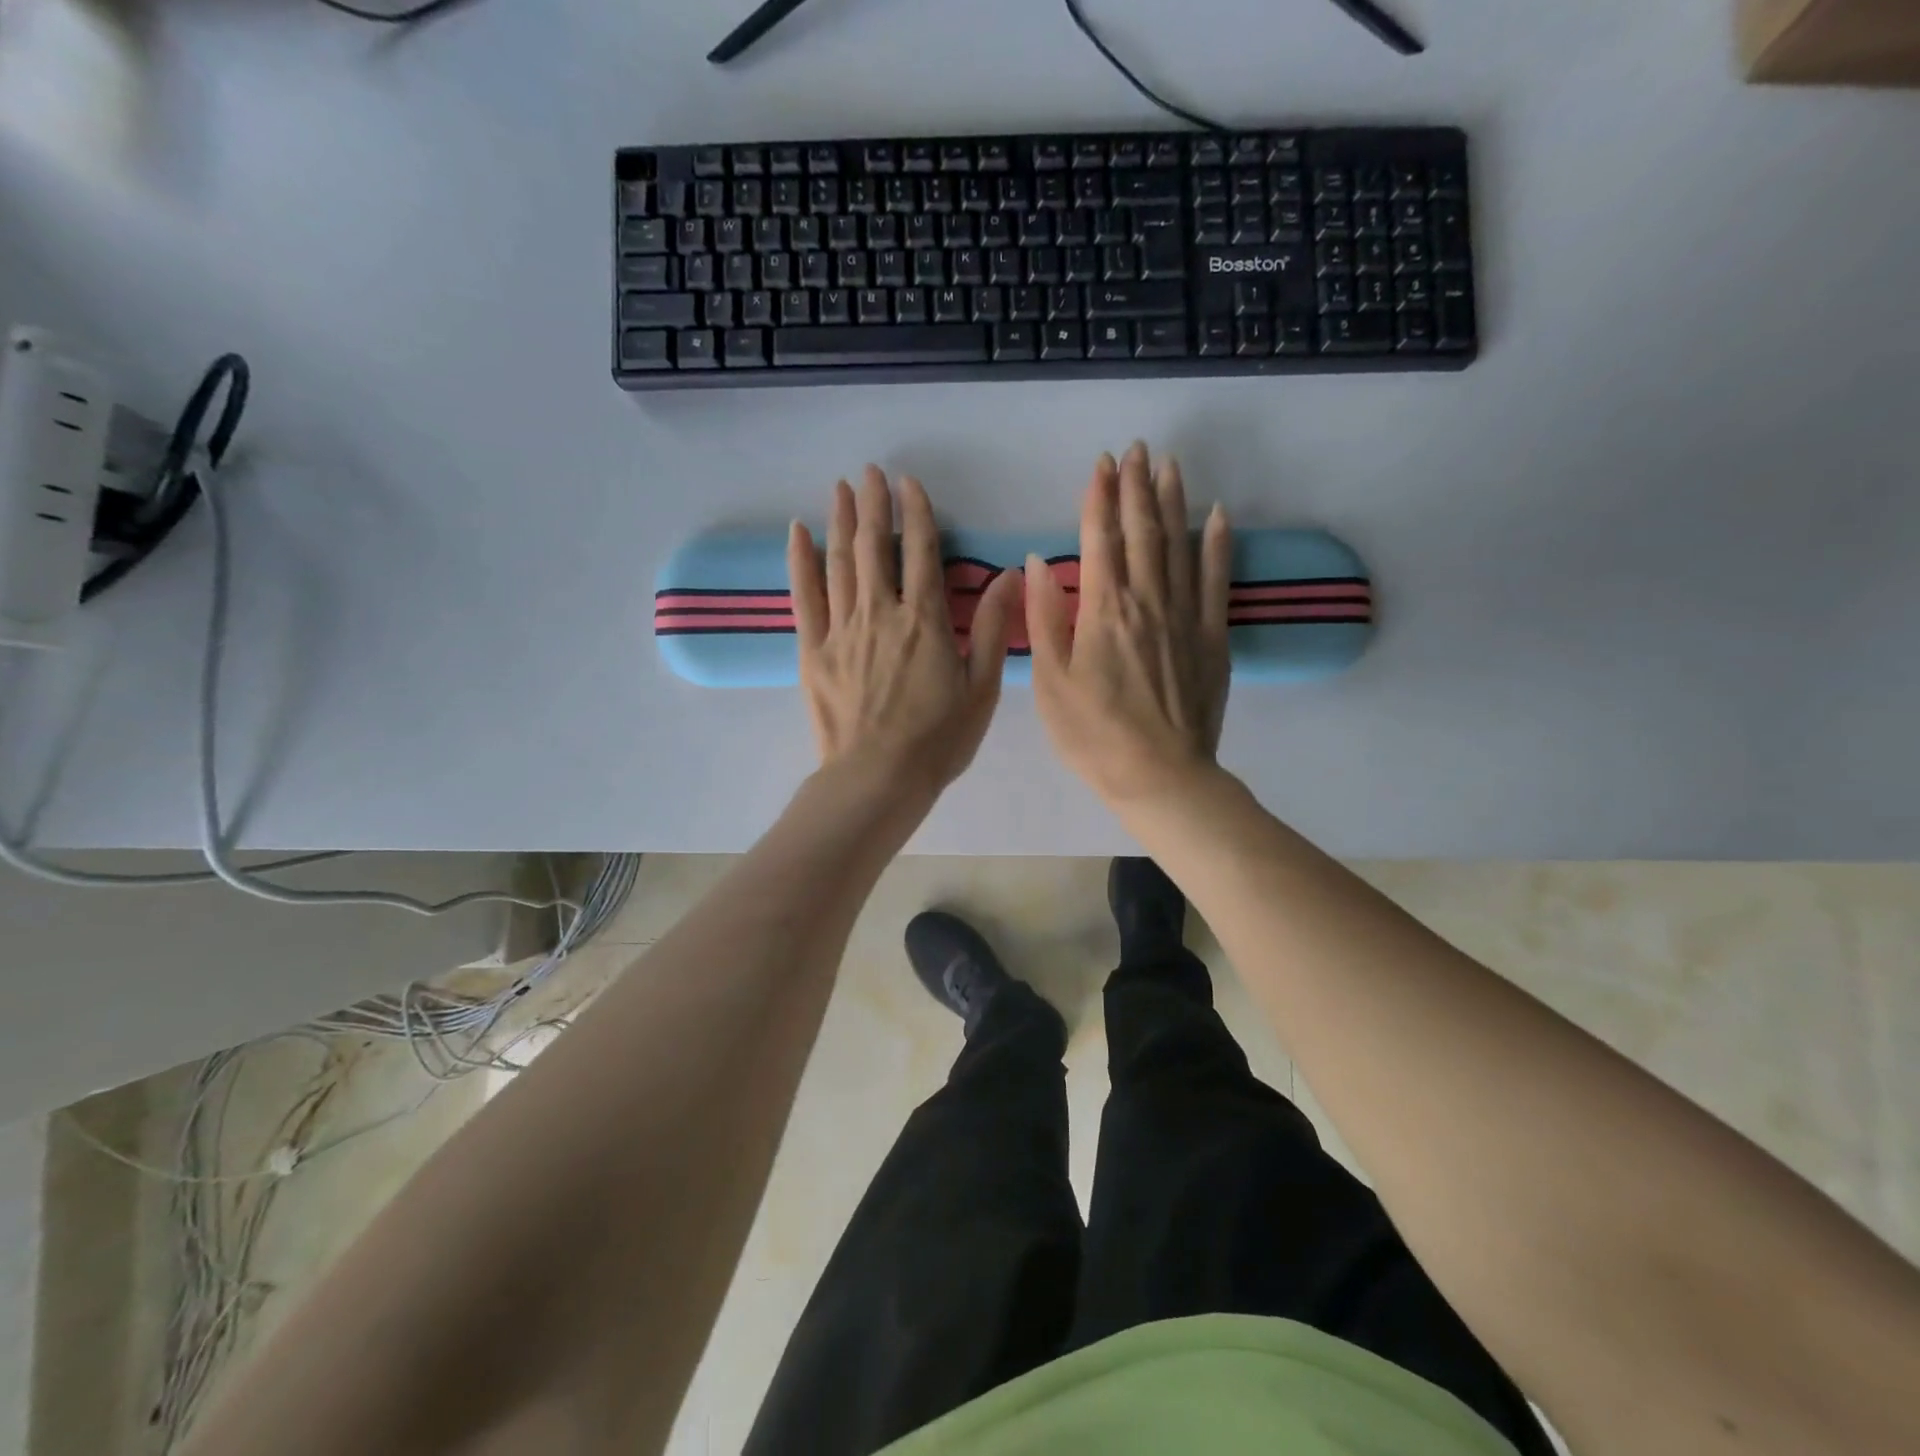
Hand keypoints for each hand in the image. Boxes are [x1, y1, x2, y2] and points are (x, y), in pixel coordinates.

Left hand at [789, 467, 1019, 798]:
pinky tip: (798, 532)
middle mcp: (881, 613)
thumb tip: (1010, 575)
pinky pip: (804, 597)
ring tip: (840, 488)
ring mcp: (842, 630)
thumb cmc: (938, 740)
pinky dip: (800, 562)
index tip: (909, 482)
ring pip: (840, 563)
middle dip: (873, 505)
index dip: (916, 513)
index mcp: (924, 621)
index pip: (920, 552)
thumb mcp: (981, 688)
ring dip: (840, 522)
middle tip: (869, 472)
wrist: (877, 779)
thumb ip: (991, 628)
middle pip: (874, 547)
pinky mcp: (813, 650)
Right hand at [1027, 443, 1231, 806]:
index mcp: (1103, 610)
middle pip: (1143, 532)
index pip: (1100, 539)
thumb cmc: (1093, 734)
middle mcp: (1147, 601)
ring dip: (1173, 502)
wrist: (1159, 776)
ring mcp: (1186, 617)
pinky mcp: (1213, 638)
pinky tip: (1217, 516)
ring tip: (1169, 465)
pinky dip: (1217, 545)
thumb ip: (1044, 618)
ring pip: (1179, 546)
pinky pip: (1217, 581)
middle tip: (1137, 449)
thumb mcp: (1050, 682)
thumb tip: (1039, 562)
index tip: (1101, 463)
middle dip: (1137, 487)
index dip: (1099, 498)